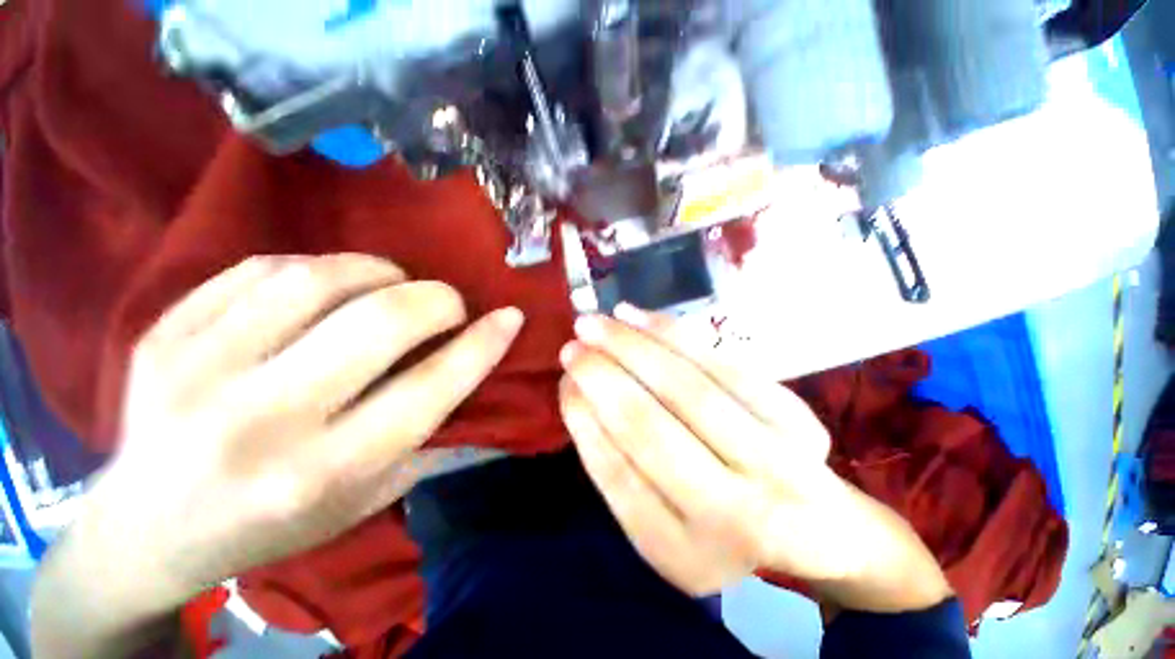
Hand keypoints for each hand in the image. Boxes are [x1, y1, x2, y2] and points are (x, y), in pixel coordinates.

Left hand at [33, 254, 523, 656]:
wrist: (146, 529)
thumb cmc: (271, 525)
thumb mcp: (365, 501)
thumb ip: (428, 439)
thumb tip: (476, 374)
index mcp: (322, 472)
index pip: (430, 387)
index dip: (483, 344)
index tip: (510, 317)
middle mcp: (262, 421)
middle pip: (379, 323)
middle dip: (437, 300)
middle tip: (449, 303)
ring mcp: (198, 370)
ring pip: (316, 280)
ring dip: (378, 271)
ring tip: (393, 283)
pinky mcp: (162, 335)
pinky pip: (258, 269)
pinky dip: (314, 267)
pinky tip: (327, 284)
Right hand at [559, 305, 951, 610]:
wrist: (815, 524)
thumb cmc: (721, 525)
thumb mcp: (660, 522)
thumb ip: (616, 465)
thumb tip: (580, 394)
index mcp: (688, 555)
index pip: (618, 475)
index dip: (584, 421)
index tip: (564, 384)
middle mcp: (736, 515)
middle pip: (651, 426)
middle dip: (602, 377)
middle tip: (571, 346)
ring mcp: (775, 459)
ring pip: (686, 385)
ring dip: (632, 346)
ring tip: (594, 323)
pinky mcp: (791, 413)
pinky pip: (719, 361)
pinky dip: (671, 333)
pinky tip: (635, 316)